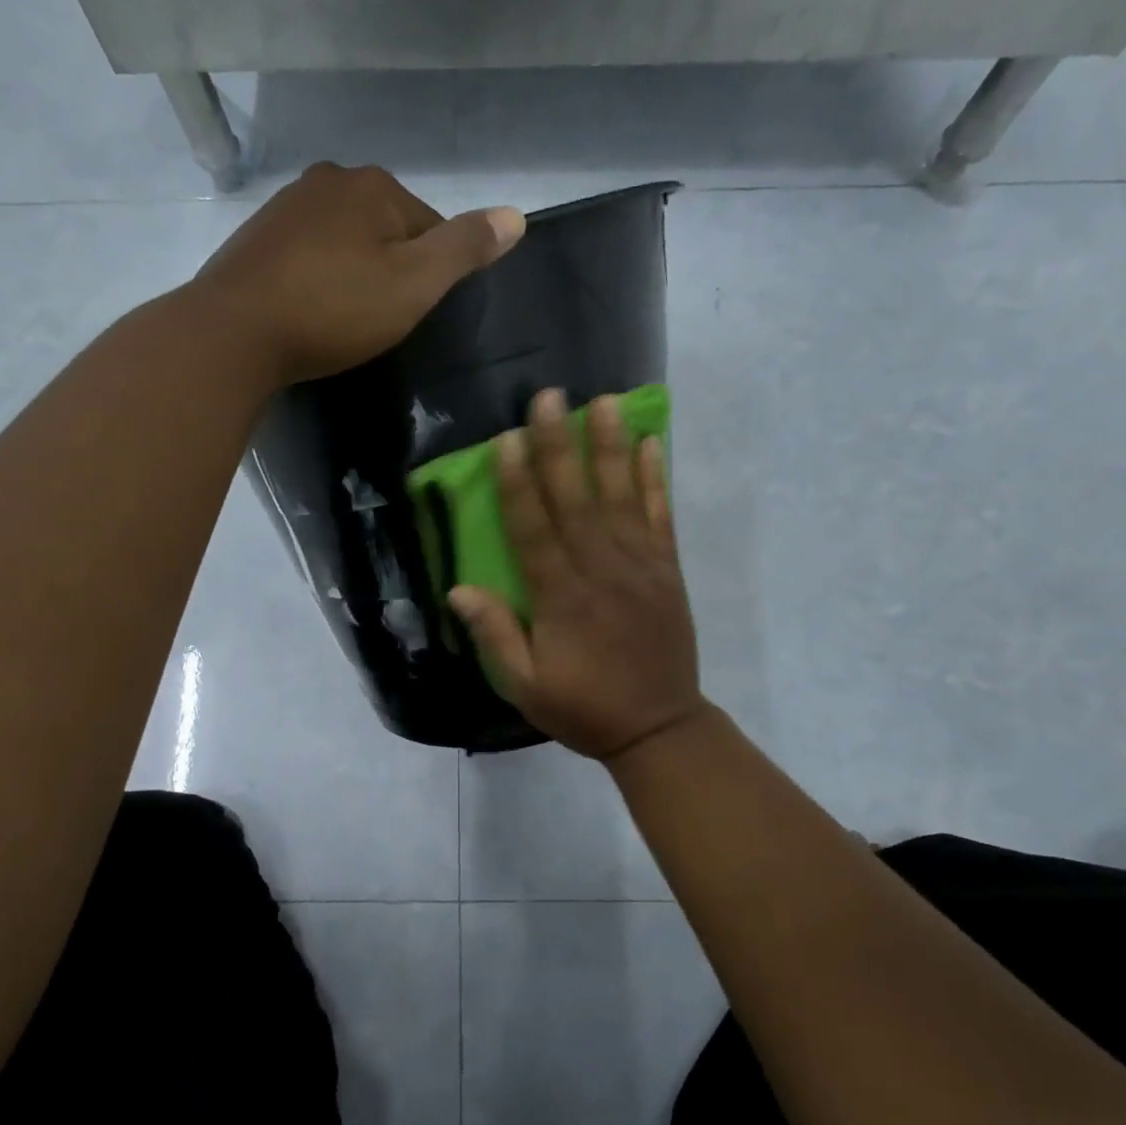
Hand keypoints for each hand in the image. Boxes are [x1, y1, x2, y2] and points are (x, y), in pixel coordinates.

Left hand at [191, 162, 523, 386]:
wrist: (235, 332)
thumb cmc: (335, 309)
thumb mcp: (414, 284)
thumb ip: (465, 249)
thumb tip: (517, 215)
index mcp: (374, 185)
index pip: (431, 225)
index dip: (434, 273)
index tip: (418, 313)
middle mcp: (329, 179)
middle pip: (386, 229)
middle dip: (392, 269)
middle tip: (382, 321)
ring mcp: (287, 206)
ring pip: (345, 240)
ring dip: (355, 273)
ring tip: (347, 320)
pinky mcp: (257, 237)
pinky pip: (309, 255)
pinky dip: (319, 278)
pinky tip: (313, 310)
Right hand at [448, 389, 707, 761]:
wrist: (659, 727)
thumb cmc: (584, 707)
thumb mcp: (526, 686)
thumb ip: (494, 636)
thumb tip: (458, 588)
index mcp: (561, 598)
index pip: (533, 530)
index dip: (518, 484)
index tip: (507, 440)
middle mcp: (600, 571)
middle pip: (576, 500)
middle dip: (560, 446)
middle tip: (550, 397)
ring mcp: (640, 567)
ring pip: (622, 498)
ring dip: (611, 447)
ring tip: (605, 401)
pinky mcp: (667, 571)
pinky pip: (661, 517)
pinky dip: (656, 480)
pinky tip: (652, 444)